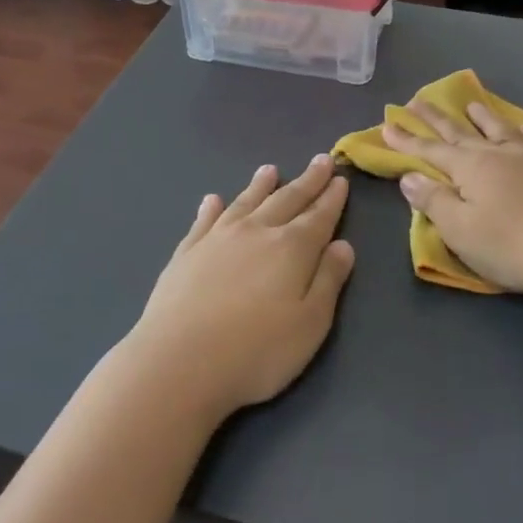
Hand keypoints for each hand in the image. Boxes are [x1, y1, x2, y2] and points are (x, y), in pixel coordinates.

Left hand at [131, 154, 355, 420]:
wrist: (179, 362)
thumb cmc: (257, 351)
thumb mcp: (310, 323)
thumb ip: (328, 280)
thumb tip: (343, 245)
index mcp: (292, 248)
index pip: (319, 216)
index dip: (332, 198)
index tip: (340, 178)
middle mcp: (256, 232)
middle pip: (287, 200)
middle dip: (307, 181)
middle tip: (320, 161)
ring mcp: (217, 239)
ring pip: (245, 202)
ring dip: (260, 186)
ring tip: (269, 170)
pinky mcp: (186, 253)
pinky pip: (204, 221)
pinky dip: (211, 208)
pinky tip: (212, 200)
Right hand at [382, 101, 522, 300]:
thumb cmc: (511, 245)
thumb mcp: (460, 230)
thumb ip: (433, 201)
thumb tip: (409, 176)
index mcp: (469, 168)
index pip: (430, 150)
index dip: (407, 139)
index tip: (388, 124)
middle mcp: (498, 154)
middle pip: (460, 132)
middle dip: (436, 119)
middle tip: (417, 101)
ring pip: (500, 129)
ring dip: (482, 116)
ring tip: (471, 103)